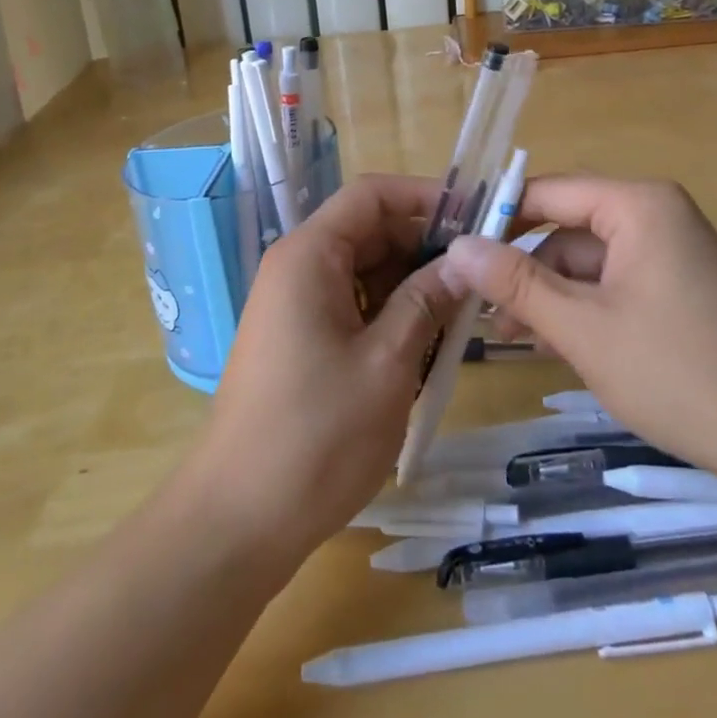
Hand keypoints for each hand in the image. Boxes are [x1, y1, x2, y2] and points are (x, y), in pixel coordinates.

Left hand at [187, 174, 461, 563]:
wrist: (238, 522)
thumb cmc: (317, 436)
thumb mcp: (388, 363)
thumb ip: (428, 300)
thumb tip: (466, 258)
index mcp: (310, 255)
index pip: (371, 195)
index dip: (424, 196)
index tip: (476, 218)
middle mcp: (298, 266)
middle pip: (370, 231)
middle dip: (424, 247)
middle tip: (478, 277)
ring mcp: (296, 303)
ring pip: (366, 270)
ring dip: (412, 285)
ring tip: (459, 316)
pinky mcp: (300, 336)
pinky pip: (353, 303)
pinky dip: (390, 313)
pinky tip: (424, 345)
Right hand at [440, 176, 716, 495]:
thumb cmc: (678, 371)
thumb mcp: (583, 328)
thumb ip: (516, 283)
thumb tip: (456, 247)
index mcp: (636, 204)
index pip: (549, 192)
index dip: (499, 218)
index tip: (455, 250)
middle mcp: (653, 214)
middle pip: (567, 227)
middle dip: (524, 267)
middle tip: (479, 307)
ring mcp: (667, 250)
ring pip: (586, 260)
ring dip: (549, 293)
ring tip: (510, 337)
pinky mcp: (674, 285)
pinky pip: (612, 282)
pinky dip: (582, 307)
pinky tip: (552, 343)